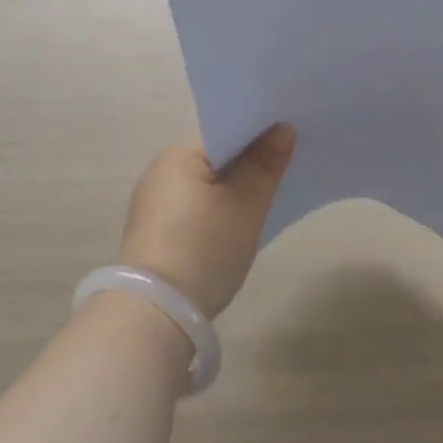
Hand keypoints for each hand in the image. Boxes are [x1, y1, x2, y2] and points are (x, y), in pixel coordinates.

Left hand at [117, 125, 295, 316]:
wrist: (156, 314)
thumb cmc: (204, 248)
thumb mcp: (245, 206)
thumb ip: (265, 164)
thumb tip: (283, 128)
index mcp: (179, 154)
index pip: (226, 132)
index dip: (259, 136)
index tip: (289, 141)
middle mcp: (160, 170)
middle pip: (215, 158)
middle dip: (247, 164)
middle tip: (285, 170)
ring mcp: (152, 203)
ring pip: (204, 185)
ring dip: (230, 190)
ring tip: (265, 198)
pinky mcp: (152, 232)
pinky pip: (192, 207)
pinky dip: (214, 211)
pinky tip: (233, 226)